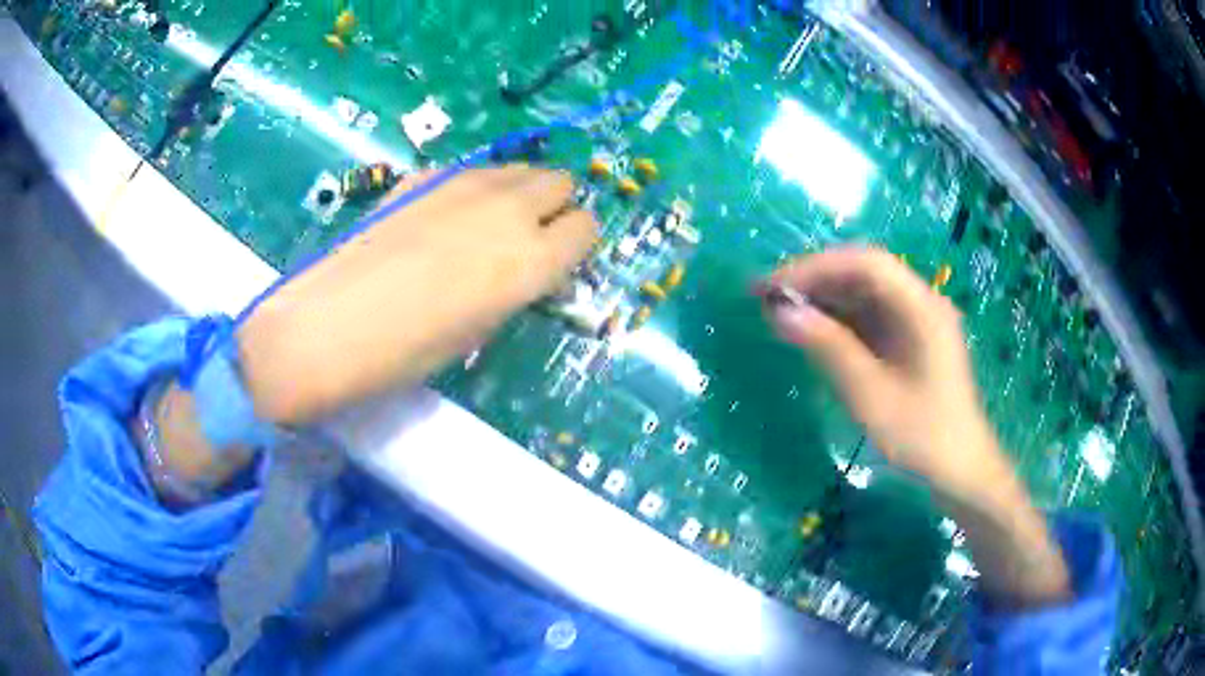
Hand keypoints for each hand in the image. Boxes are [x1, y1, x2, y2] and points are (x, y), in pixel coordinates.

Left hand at [238, 165, 596, 425]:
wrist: (331, 322)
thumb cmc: (408, 349)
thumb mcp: (479, 328)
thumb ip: (514, 287)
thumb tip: (523, 267)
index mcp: (532, 259)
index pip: (586, 228)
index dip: (575, 244)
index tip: (557, 260)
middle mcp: (509, 209)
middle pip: (560, 182)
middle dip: (553, 207)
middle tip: (526, 236)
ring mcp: (465, 183)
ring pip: (517, 169)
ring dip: (517, 192)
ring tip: (484, 224)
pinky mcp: (426, 175)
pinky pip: (471, 172)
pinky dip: (472, 189)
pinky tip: (437, 219)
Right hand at [761, 247, 999, 493]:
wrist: (960, 469)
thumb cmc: (921, 435)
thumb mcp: (871, 395)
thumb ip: (828, 348)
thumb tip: (779, 311)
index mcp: (921, 307)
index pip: (864, 263)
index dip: (815, 267)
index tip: (772, 288)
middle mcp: (920, 301)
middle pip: (863, 272)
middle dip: (814, 280)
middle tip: (766, 297)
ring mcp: (916, 319)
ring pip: (863, 292)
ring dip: (822, 299)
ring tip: (779, 313)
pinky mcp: (909, 338)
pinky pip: (869, 315)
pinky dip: (837, 320)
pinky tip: (810, 331)